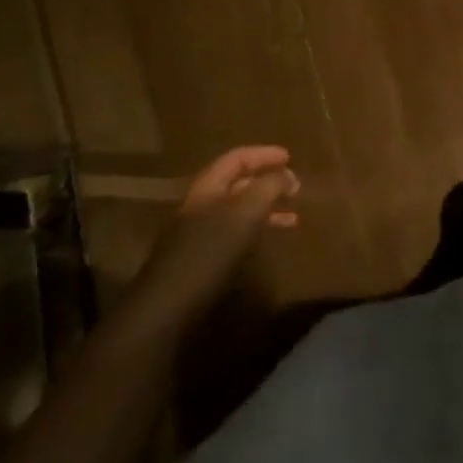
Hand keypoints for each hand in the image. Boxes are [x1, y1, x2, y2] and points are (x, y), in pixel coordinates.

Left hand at [127, 147, 300, 331]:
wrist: (167, 307)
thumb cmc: (208, 251)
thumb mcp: (245, 212)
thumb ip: (268, 187)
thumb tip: (287, 174)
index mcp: (207, 186)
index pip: (238, 158)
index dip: (264, 154)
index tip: (290, 158)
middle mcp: (201, 204)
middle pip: (238, 183)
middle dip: (267, 181)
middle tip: (295, 187)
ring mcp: (198, 232)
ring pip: (238, 210)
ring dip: (265, 209)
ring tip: (292, 218)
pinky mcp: (200, 259)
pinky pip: (234, 233)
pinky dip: (255, 231)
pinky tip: (267, 242)